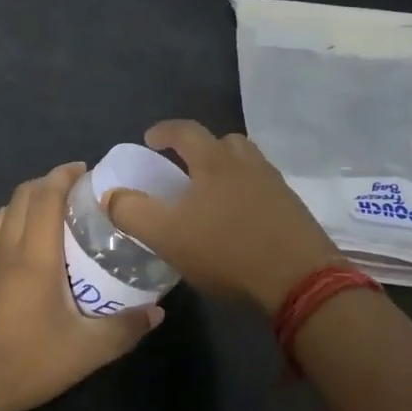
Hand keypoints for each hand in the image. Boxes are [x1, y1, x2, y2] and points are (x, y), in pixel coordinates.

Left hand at [0, 163, 163, 410]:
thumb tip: (157, 313)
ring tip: (52, 220)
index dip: (64, 175)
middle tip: (75, 194)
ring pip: (3, 214)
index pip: (45, 195)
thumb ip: (125, 329)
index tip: (85, 170)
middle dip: (48, 183)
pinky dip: (10, 228)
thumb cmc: (25, 363)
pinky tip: (23, 258)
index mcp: (32, 254)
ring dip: (27, 204)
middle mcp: (3, 248)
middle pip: (22, 196)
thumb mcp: (85, 352)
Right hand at [107, 120, 341, 314]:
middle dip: (200, 150)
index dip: (164, 131)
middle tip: (184, 170)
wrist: (300, 279)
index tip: (150, 140)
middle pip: (223, 142)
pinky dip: (247, 195)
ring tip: (212, 197)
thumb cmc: (227, 250)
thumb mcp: (166, 235)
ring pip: (247, 165)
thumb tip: (111, 196)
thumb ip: (132, 212)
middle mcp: (248, 164)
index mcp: (215, 162)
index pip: (185, 131)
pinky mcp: (294, 210)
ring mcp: (276, 186)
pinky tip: (240, 222)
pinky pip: (264, 190)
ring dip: (227, 171)